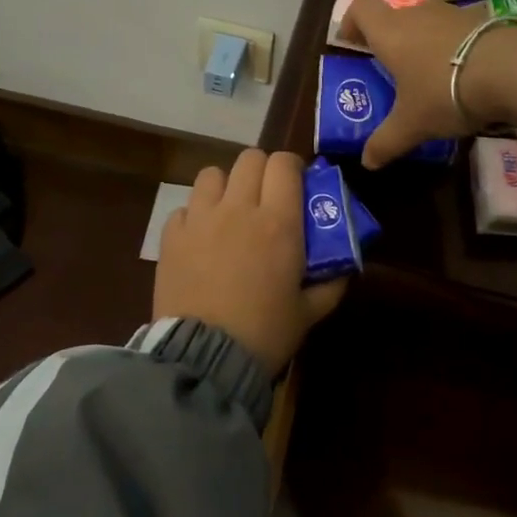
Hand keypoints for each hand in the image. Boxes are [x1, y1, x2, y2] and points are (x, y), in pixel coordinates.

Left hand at [154, 149, 347, 375]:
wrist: (204, 357)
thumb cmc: (265, 332)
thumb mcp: (310, 312)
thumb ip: (332, 283)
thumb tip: (345, 265)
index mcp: (278, 221)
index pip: (284, 164)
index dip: (292, 168)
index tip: (296, 187)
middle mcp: (238, 208)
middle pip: (249, 159)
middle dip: (261, 171)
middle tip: (266, 199)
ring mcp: (200, 219)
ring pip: (212, 174)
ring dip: (225, 186)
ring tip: (229, 212)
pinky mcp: (171, 237)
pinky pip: (184, 208)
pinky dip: (194, 216)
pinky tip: (200, 239)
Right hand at [339, 0, 493, 168]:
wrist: (510, 70)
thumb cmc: (444, 92)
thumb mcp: (411, 125)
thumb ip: (386, 142)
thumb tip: (367, 162)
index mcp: (390, 33)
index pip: (361, 8)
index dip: (352, 22)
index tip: (352, 43)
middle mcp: (417, 14)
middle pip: (394, 17)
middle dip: (390, 40)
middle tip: (392, 70)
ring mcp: (452, 13)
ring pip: (427, 22)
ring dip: (423, 42)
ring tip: (429, 75)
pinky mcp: (483, 20)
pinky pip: (457, 31)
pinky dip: (453, 47)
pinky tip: (463, 74)